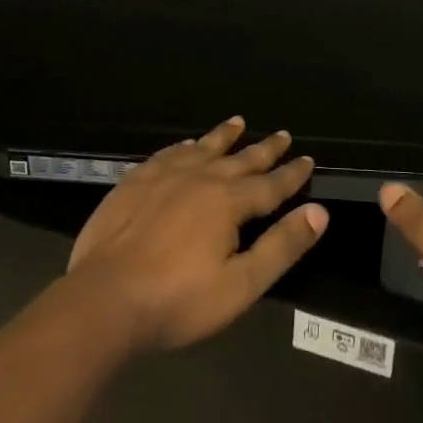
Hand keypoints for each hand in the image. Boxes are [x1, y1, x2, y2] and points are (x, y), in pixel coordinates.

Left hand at [68, 116, 326, 352]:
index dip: (292, 173)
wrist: (103, 299)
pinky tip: (186, 145)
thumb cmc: (178, 300)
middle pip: (240, 159)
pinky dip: (183, 147)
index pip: (271, 184)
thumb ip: (282, 246)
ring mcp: (164, 176)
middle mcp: (200, 178)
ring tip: (238, 122)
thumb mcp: (241, 285)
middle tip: (282, 134)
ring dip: (223, 136)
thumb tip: (319, 212)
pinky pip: (167, 154)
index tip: (308, 159)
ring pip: (203, 148)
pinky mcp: (135, 182)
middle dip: (265, 148)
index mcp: (229, 202)